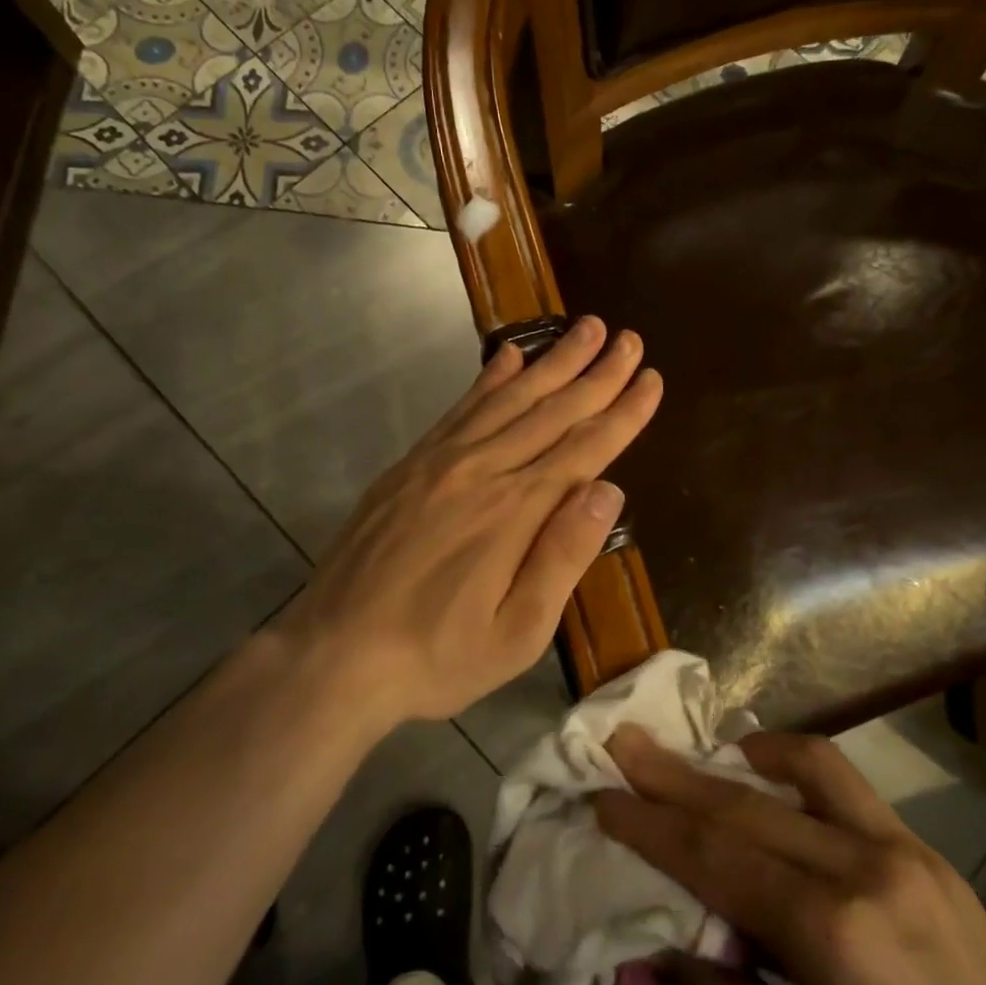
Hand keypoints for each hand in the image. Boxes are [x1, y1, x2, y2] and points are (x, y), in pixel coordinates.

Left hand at [267, 316, 661, 726]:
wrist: (333, 653)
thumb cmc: (437, 656)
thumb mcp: (517, 633)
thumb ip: (564, 556)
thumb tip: (608, 489)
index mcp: (516, 511)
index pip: (585, 449)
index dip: (623, 412)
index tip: (652, 379)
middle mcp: (482, 470)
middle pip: (552, 411)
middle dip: (597, 373)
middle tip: (630, 339)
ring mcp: (441, 461)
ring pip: (510, 398)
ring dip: (553, 361)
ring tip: (587, 329)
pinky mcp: (411, 464)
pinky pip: (460, 408)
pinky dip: (490, 378)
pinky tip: (511, 356)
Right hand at [596, 728, 985, 984]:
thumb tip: (661, 955)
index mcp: (836, 940)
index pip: (716, 859)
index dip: (651, 826)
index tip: (601, 796)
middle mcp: (870, 871)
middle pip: (748, 807)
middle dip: (676, 776)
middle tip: (623, 743)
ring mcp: (910, 855)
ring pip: (805, 774)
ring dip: (739, 757)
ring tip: (693, 747)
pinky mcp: (933, 860)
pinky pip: (851, 789)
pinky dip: (798, 768)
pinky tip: (768, 772)